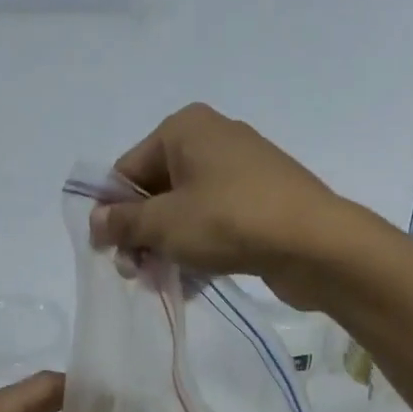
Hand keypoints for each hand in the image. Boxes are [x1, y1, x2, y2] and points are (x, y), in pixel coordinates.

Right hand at [88, 103, 356, 307]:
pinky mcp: (262, 198)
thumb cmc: (229, 221)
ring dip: (168, 247)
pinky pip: (215, 220)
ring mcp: (241, 168)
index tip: (108, 251)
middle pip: (156, 190)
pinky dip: (199, 246)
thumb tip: (96, 220)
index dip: (112, 212)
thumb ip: (123, 222)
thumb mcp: (164, 224)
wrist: (316, 243)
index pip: (128, 169)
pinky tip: (193, 282)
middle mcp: (212, 138)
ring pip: (185, 209)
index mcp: (185, 128)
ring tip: (163, 282)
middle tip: (136, 273)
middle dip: (142, 234)